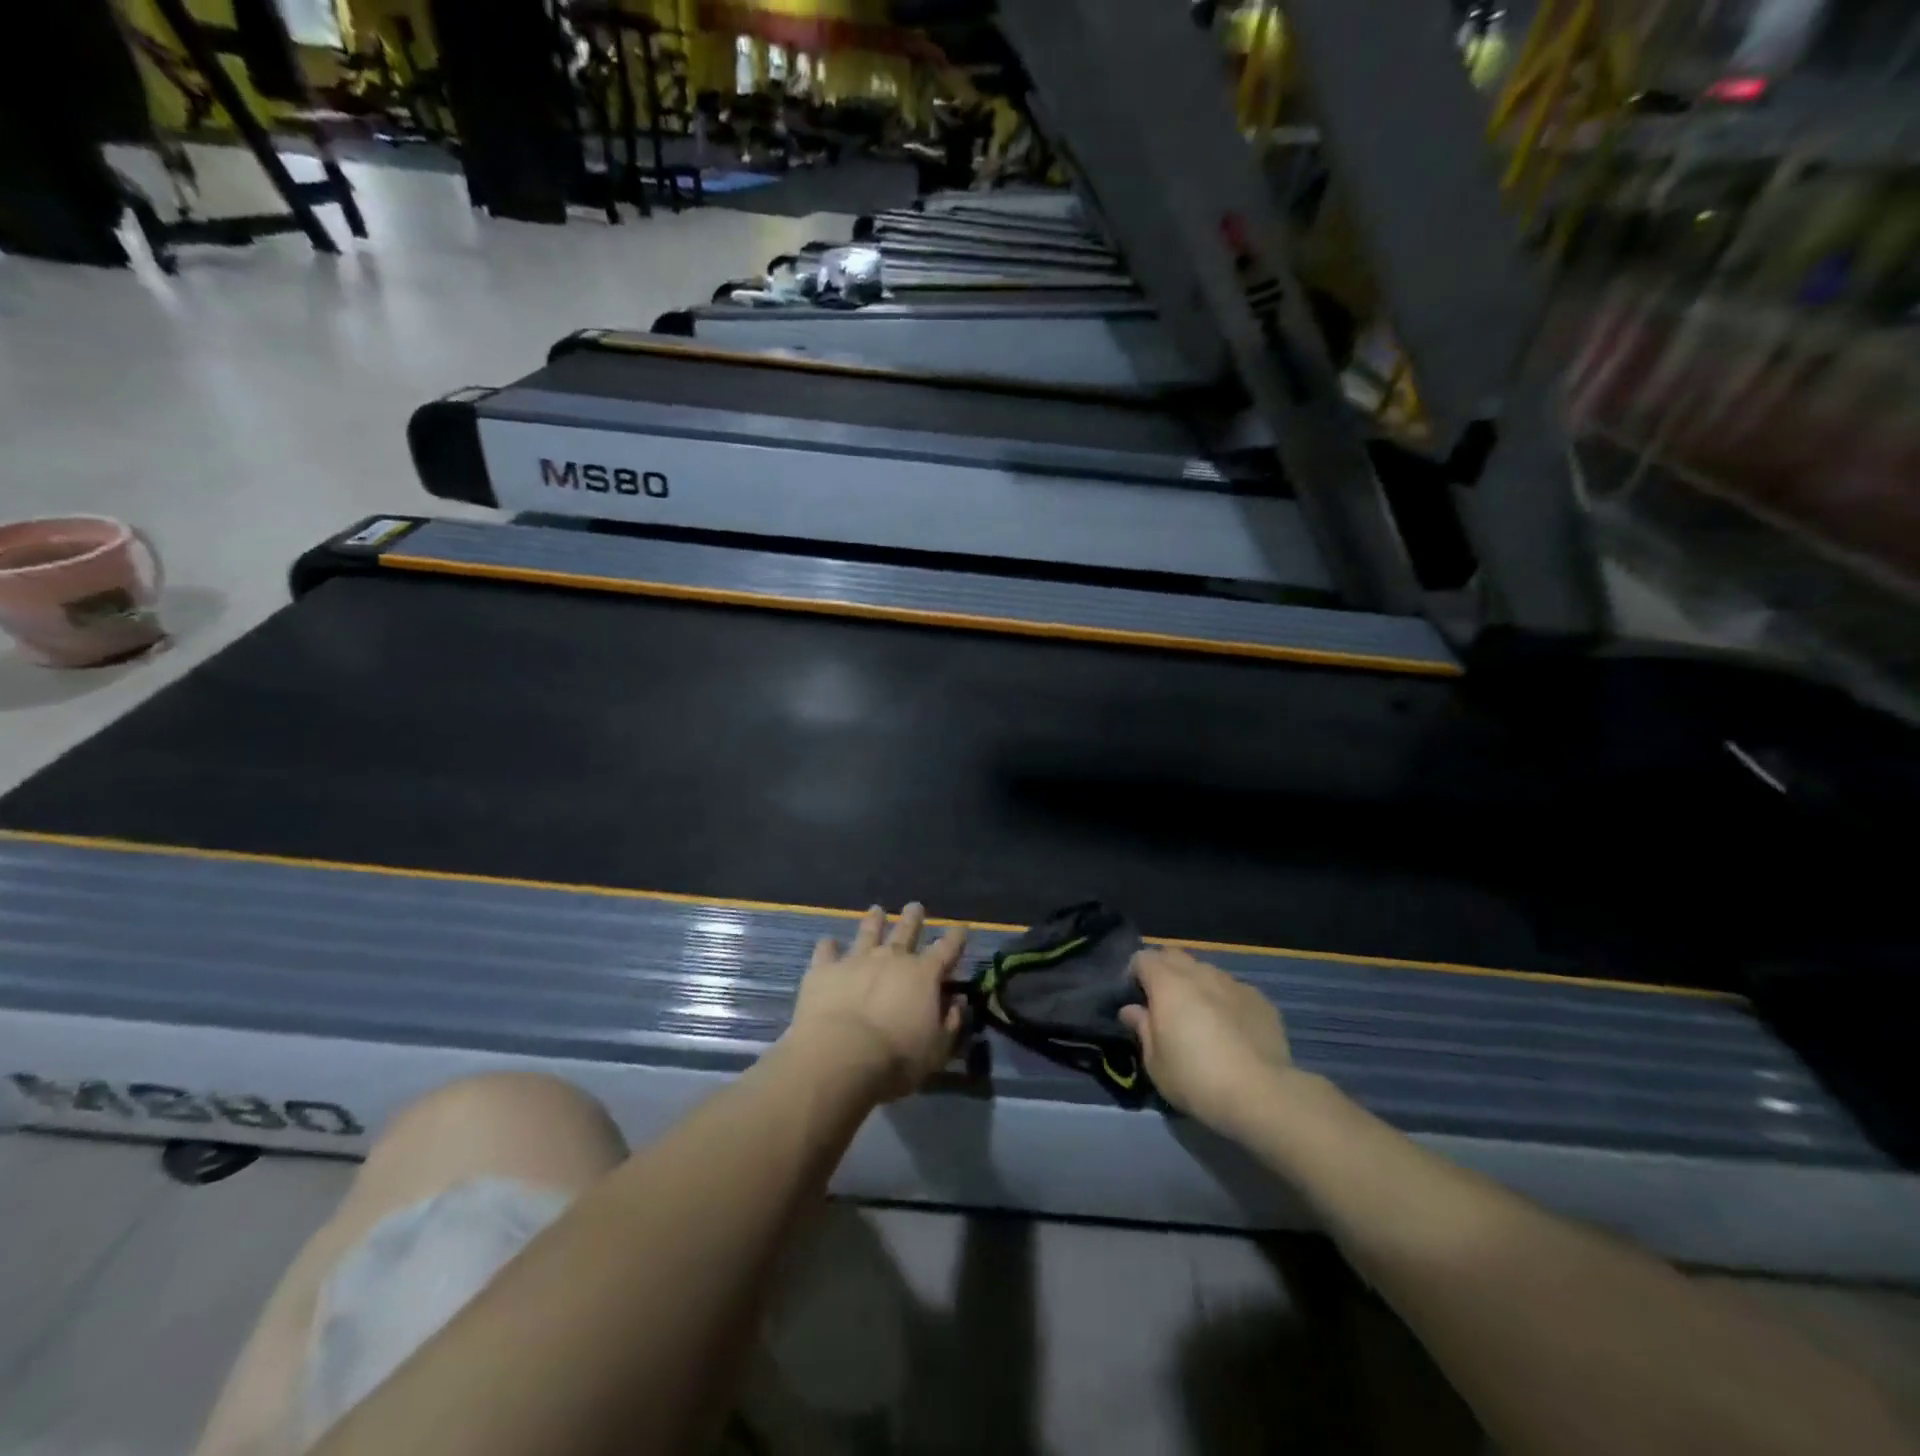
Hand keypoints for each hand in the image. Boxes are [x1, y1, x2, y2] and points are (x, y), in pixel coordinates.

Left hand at [787, 903, 966, 1101]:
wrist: (841, 1055)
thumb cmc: (896, 1058)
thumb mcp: (936, 1049)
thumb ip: (950, 1023)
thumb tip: (957, 1002)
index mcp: (924, 974)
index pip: (947, 949)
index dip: (956, 938)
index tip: (961, 927)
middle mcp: (892, 958)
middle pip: (906, 931)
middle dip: (913, 918)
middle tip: (915, 906)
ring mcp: (856, 960)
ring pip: (868, 932)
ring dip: (874, 921)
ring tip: (877, 910)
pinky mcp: (824, 970)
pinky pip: (826, 952)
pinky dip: (828, 946)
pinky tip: (828, 943)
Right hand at [1120, 948, 1295, 1133]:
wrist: (1261, 1094)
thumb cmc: (1195, 1078)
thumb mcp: (1155, 1062)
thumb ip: (1142, 1028)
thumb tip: (1132, 1009)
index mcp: (1168, 983)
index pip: (1143, 958)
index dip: (1135, 974)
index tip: (1136, 998)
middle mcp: (1200, 973)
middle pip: (1174, 956)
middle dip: (1164, 971)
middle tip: (1164, 1003)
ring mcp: (1233, 983)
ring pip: (1206, 971)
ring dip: (1196, 985)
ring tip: (1200, 1016)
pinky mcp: (1260, 999)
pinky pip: (1233, 990)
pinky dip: (1225, 1001)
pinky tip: (1232, 1029)